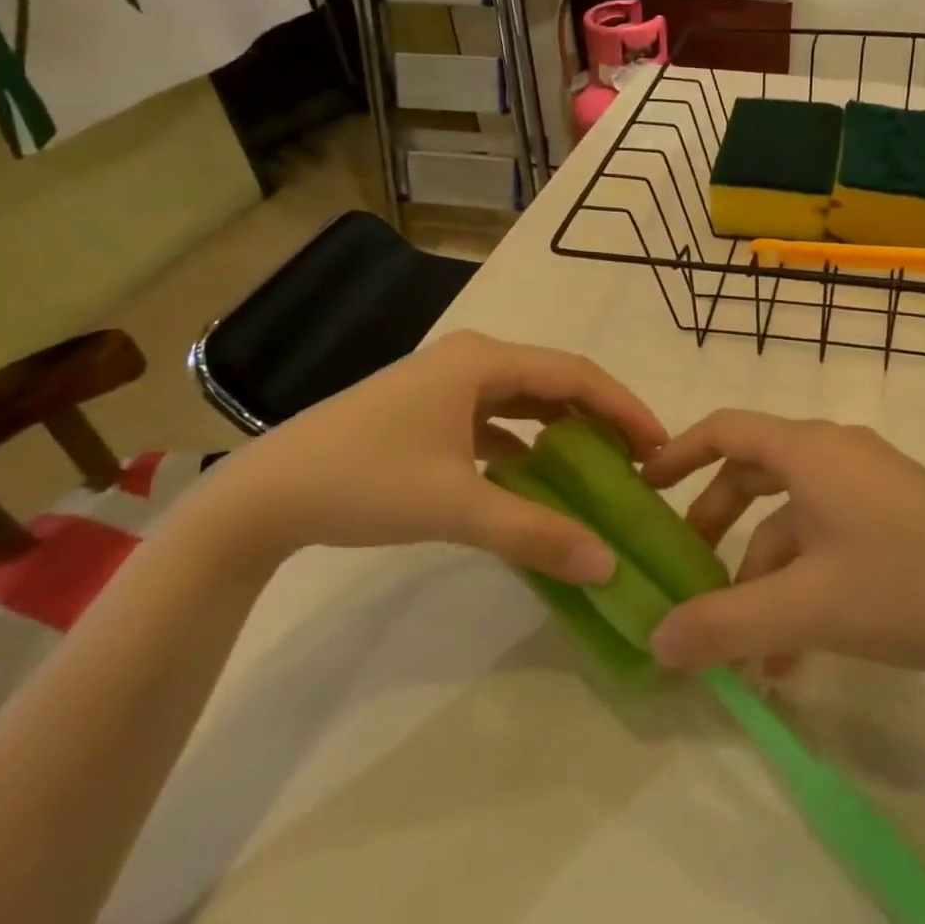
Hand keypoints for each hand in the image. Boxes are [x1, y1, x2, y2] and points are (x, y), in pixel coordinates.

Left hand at [200, 331, 667, 581]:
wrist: (263, 495)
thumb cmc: (364, 481)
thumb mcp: (455, 506)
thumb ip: (535, 533)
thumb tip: (608, 565)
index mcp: (483, 360)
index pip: (575, 373)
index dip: (624, 406)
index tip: (661, 444)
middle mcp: (471, 358)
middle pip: (554, 380)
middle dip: (600, 416)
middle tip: (639, 459)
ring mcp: (446, 381)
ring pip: (525, 397)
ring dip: (563, 426)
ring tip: (600, 464)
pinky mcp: (429, 408)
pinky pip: (495, 416)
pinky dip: (525, 440)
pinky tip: (535, 473)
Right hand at [641, 411, 924, 677]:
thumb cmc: (910, 584)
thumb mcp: (808, 609)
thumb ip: (725, 625)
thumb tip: (655, 639)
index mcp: (809, 450)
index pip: (725, 429)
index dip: (678, 453)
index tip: (643, 488)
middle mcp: (834, 453)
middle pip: (754, 475)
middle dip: (715, 528)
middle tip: (687, 577)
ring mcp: (868, 483)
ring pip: (792, 519)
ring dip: (763, 576)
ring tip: (746, 652)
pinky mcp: (894, 515)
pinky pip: (828, 537)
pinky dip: (803, 582)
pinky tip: (798, 652)